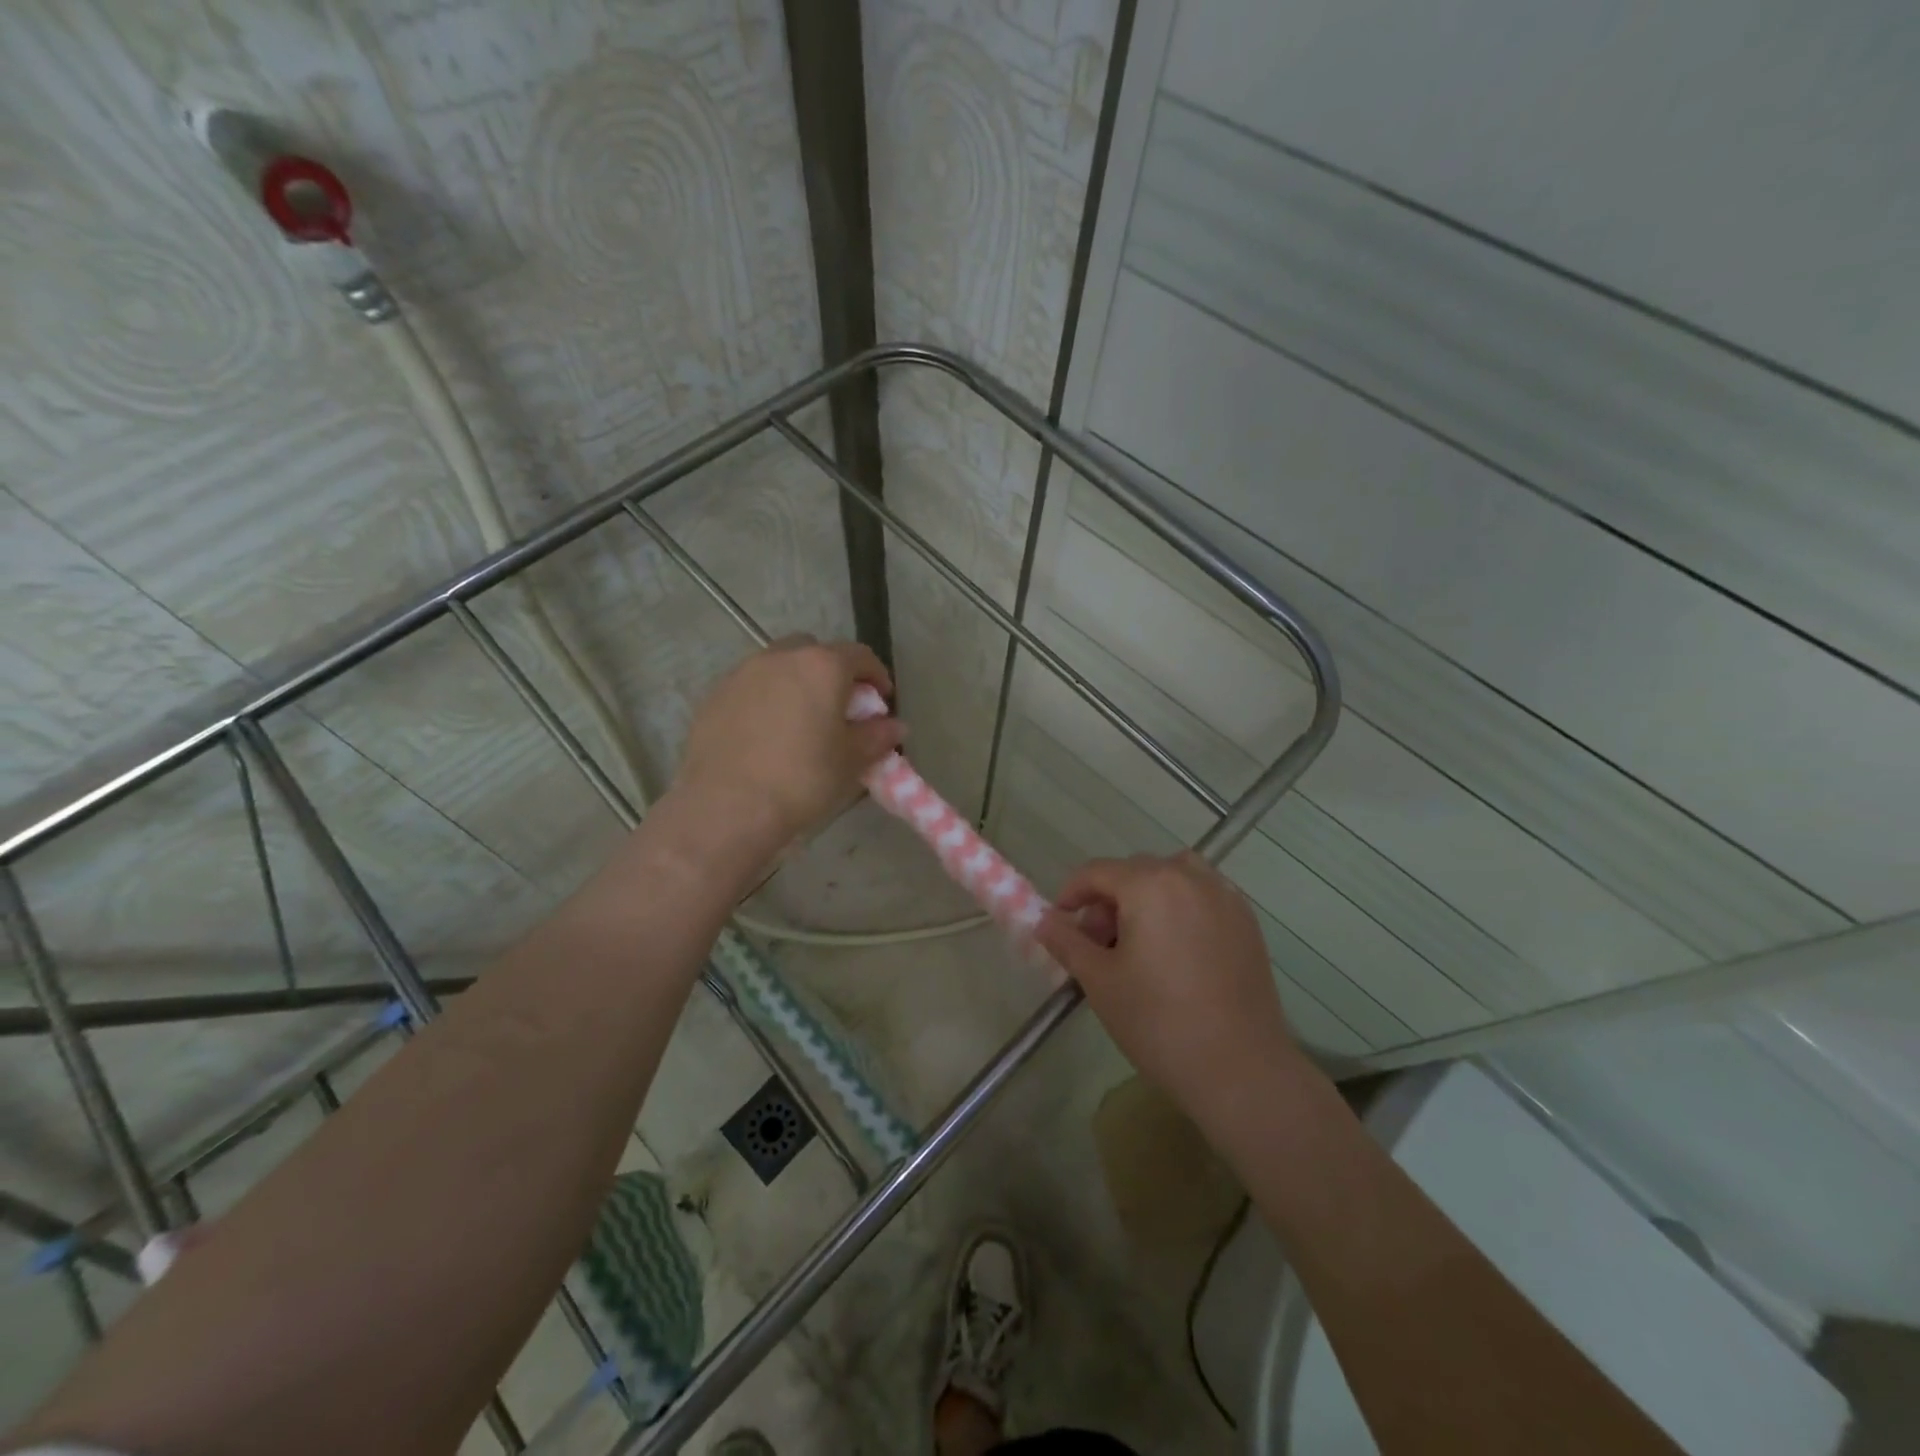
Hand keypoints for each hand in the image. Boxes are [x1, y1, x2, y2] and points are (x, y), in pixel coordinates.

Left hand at [673, 636, 903, 847]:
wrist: (727, 807)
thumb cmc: (802, 779)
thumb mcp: (851, 761)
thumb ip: (877, 736)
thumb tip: (895, 726)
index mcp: (821, 667)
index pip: (860, 656)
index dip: (876, 675)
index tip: (881, 701)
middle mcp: (781, 658)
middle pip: (815, 651)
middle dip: (832, 672)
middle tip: (839, 706)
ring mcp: (742, 674)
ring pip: (779, 666)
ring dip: (796, 683)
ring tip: (801, 719)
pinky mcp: (714, 696)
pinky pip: (750, 687)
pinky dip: (766, 699)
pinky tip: (766, 733)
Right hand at [1036, 853, 1310, 1129]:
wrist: (1240, 1069)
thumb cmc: (1158, 1022)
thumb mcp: (1099, 981)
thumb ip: (1067, 942)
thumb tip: (1044, 920)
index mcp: (1149, 884)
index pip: (1096, 872)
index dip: (1071, 894)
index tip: (1060, 925)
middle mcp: (1189, 877)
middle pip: (1135, 871)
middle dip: (1109, 899)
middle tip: (1099, 945)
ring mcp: (1225, 897)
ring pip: (1173, 877)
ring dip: (1147, 897)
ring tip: (1140, 942)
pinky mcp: (1247, 922)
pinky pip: (1203, 896)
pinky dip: (1181, 907)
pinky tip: (1177, 951)